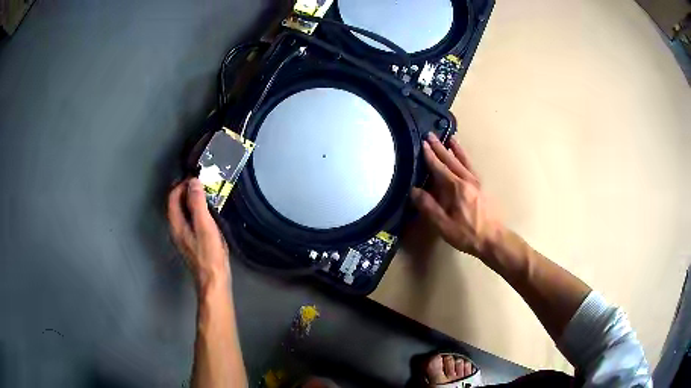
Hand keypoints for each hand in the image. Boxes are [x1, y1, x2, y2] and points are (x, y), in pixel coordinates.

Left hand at [168, 178, 229, 288]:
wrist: (214, 280)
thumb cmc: (209, 254)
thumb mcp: (204, 226)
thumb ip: (198, 204)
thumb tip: (193, 182)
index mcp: (176, 224)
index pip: (173, 197)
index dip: (182, 184)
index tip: (196, 178)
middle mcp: (176, 229)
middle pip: (176, 204)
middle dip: (186, 190)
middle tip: (202, 183)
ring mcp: (183, 237)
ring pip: (182, 212)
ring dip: (191, 200)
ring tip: (206, 194)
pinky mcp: (191, 242)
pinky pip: (189, 220)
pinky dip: (195, 211)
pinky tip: (207, 213)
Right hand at [411, 133, 503, 257]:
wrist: (493, 239)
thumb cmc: (467, 234)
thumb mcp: (444, 225)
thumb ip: (429, 207)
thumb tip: (413, 191)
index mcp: (456, 188)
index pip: (439, 168)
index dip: (430, 156)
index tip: (422, 143)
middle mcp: (466, 180)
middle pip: (451, 160)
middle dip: (440, 147)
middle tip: (430, 135)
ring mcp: (476, 182)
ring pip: (464, 161)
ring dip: (455, 149)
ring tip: (450, 138)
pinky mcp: (482, 187)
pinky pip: (471, 167)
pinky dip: (465, 158)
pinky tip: (463, 158)